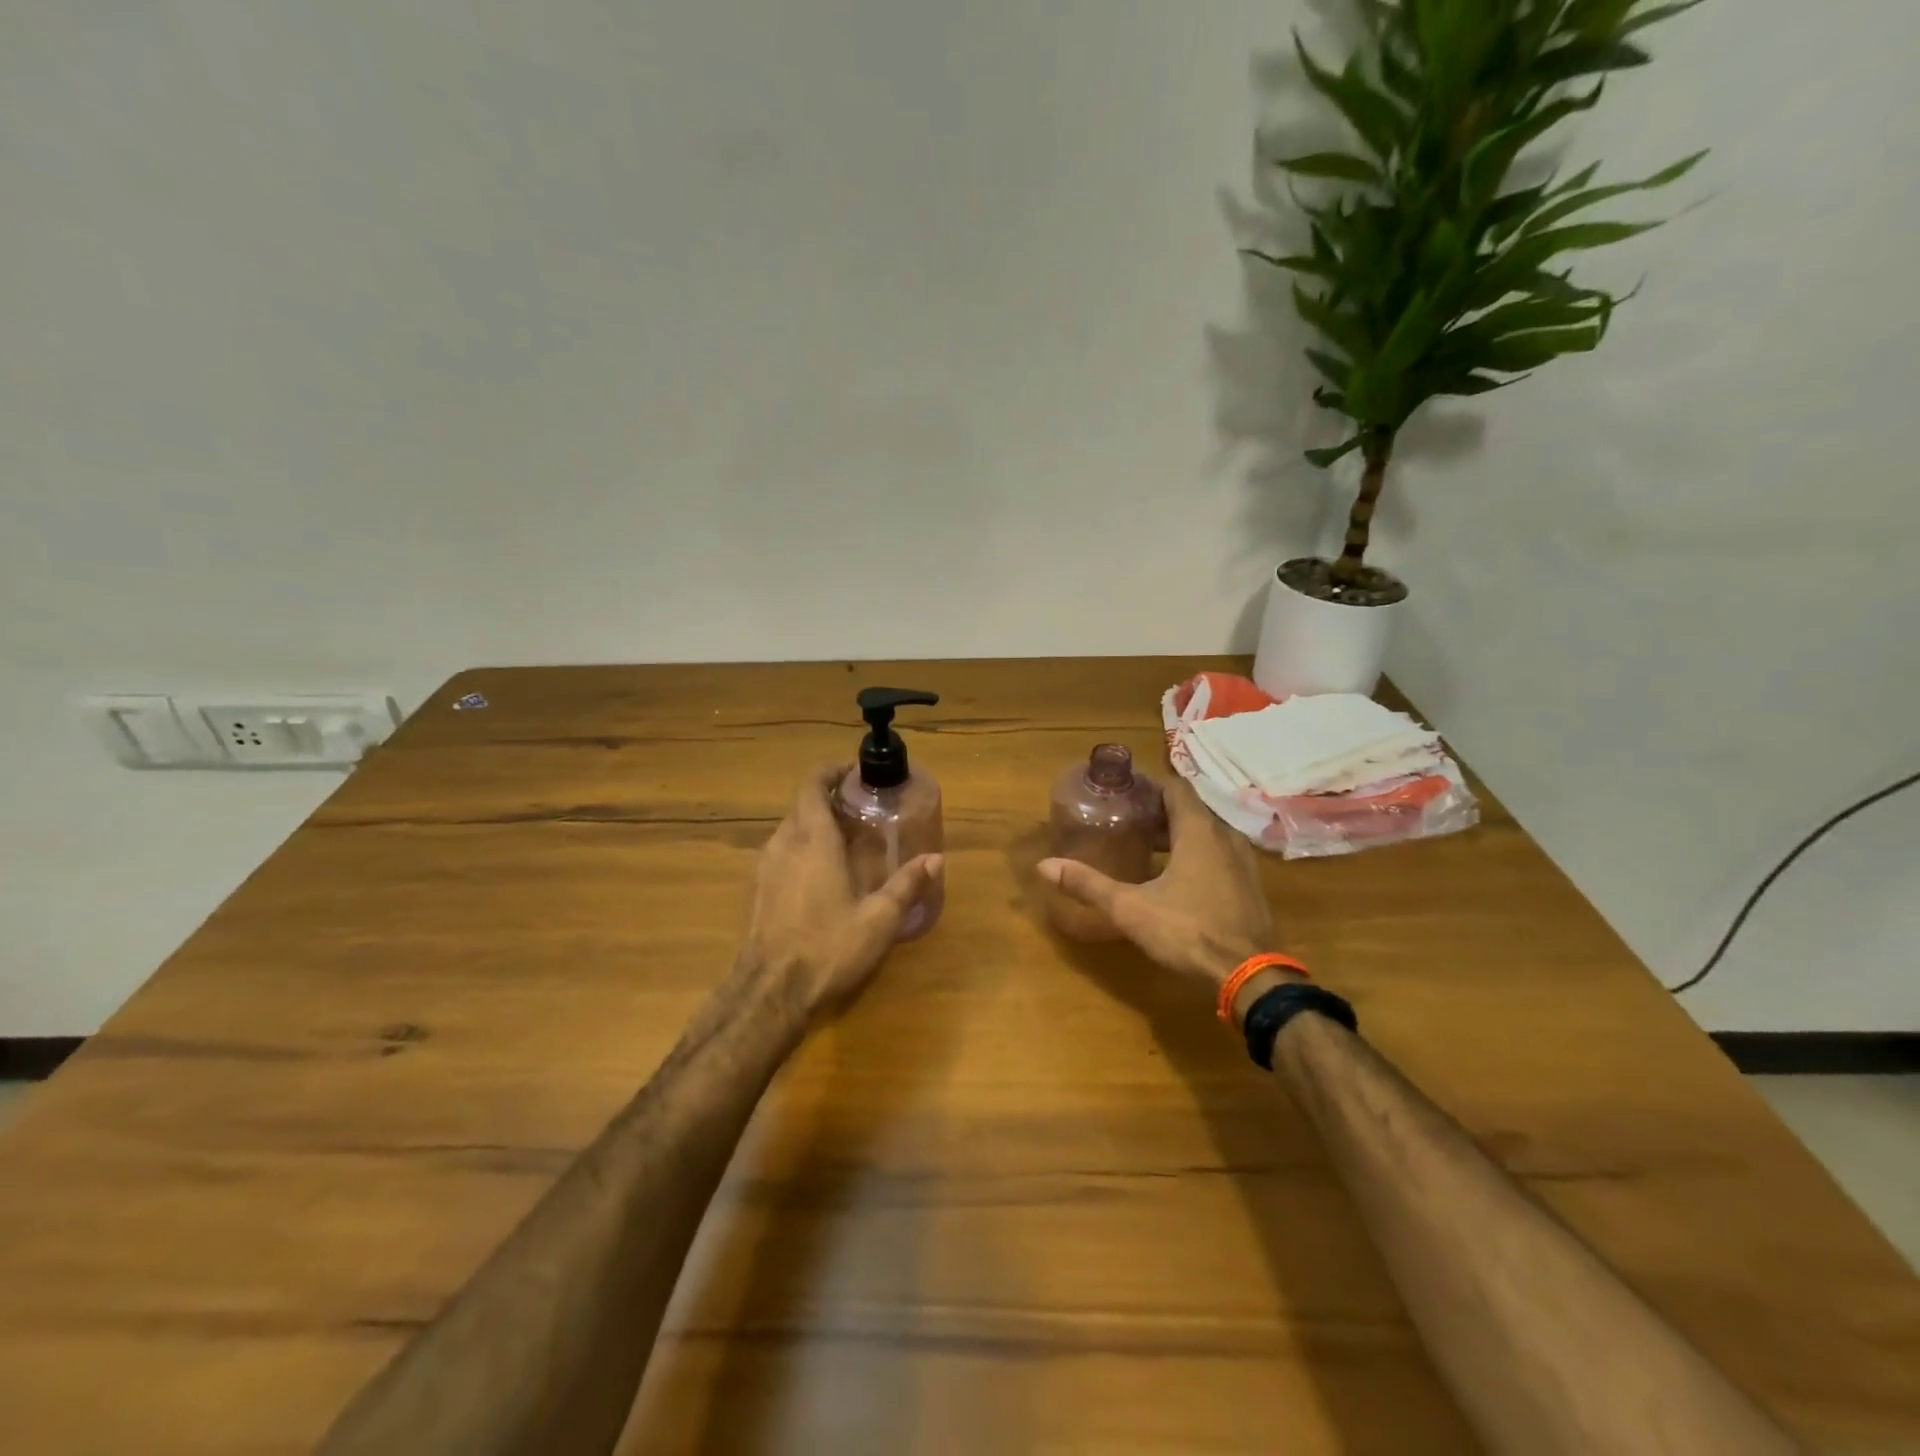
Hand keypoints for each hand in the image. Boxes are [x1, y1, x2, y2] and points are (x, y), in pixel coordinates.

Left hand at [743, 765, 942, 1020]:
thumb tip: (935, 858)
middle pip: (801, 804)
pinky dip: (802, 844)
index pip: (812, 786)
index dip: (831, 772)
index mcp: (812, 840)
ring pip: (789, 827)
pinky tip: (824, 870)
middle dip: (828, 797)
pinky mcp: (759, 889)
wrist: (771, 992)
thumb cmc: (828, 947)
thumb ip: (906, 885)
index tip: (855, 772)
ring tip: (846, 835)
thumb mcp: (878, 919)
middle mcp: (784, 844)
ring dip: (814, 821)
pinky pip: (782, 850)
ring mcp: (766, 867)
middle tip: (861, 806)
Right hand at [1040, 774, 1280, 1005]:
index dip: (1148, 785)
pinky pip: (1219, 854)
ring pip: (1206, 833)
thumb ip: (1088, 884)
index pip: (1175, 787)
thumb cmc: (1188, 931)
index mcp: (1199, 830)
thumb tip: (1044, 866)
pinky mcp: (1249, 884)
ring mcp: (1243, 861)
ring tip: (1146, 847)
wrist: (1250, 976)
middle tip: (1126, 820)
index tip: (1122, 792)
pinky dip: (1196, 853)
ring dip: (1178, 834)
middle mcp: (1225, 836)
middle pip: (1190, 809)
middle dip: (1158, 811)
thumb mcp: (1130, 908)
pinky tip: (1175, 876)